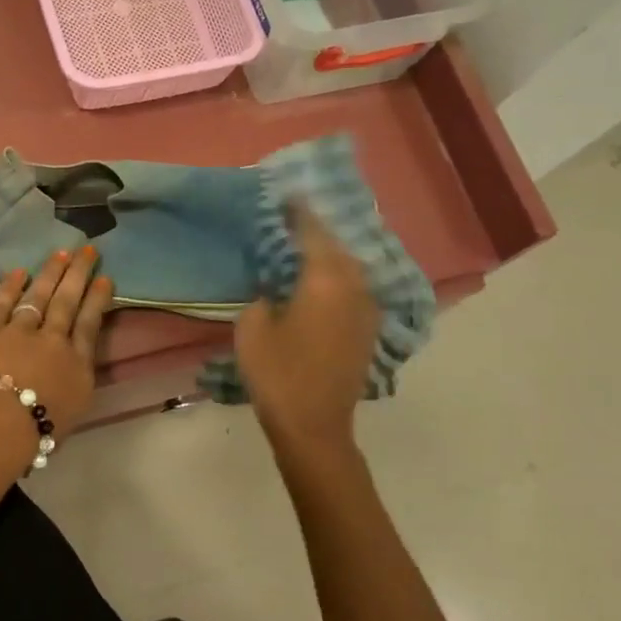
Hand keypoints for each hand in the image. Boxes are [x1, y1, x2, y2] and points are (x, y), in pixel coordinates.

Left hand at [0, 247, 112, 446]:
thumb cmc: (36, 433)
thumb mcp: (73, 411)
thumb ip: (75, 382)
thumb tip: (74, 366)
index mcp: (76, 365)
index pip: (91, 325)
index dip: (98, 299)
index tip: (105, 277)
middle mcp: (53, 340)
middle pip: (68, 301)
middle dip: (79, 274)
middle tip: (88, 249)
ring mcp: (19, 331)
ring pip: (39, 296)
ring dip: (51, 273)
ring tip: (61, 253)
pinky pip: (2, 303)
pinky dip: (11, 286)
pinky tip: (18, 271)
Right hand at [236, 204, 379, 461]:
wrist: (315, 426)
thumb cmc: (277, 374)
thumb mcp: (252, 327)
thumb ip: (263, 293)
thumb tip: (274, 283)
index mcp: (324, 279)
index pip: (312, 231)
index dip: (298, 211)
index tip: (285, 194)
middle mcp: (353, 286)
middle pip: (336, 245)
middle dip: (315, 230)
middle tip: (290, 220)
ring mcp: (366, 308)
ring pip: (349, 266)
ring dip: (329, 254)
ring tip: (304, 247)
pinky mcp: (367, 328)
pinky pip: (353, 287)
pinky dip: (337, 276)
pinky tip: (320, 280)